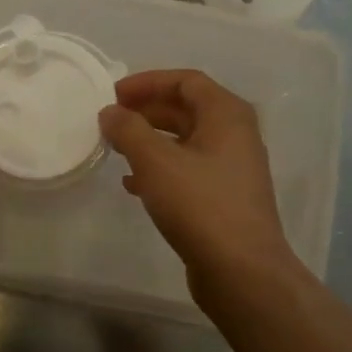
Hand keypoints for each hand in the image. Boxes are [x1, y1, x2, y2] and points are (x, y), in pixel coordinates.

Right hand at [98, 69, 303, 299]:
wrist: (241, 271)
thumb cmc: (200, 205)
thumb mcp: (156, 161)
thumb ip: (129, 130)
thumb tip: (110, 112)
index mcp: (227, 115)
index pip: (186, 80)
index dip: (147, 82)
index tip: (113, 94)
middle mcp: (235, 136)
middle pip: (186, 109)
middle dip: (146, 111)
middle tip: (110, 120)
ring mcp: (231, 169)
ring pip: (184, 142)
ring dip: (149, 141)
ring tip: (116, 149)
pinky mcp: (222, 198)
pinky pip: (187, 170)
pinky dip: (159, 169)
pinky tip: (132, 185)